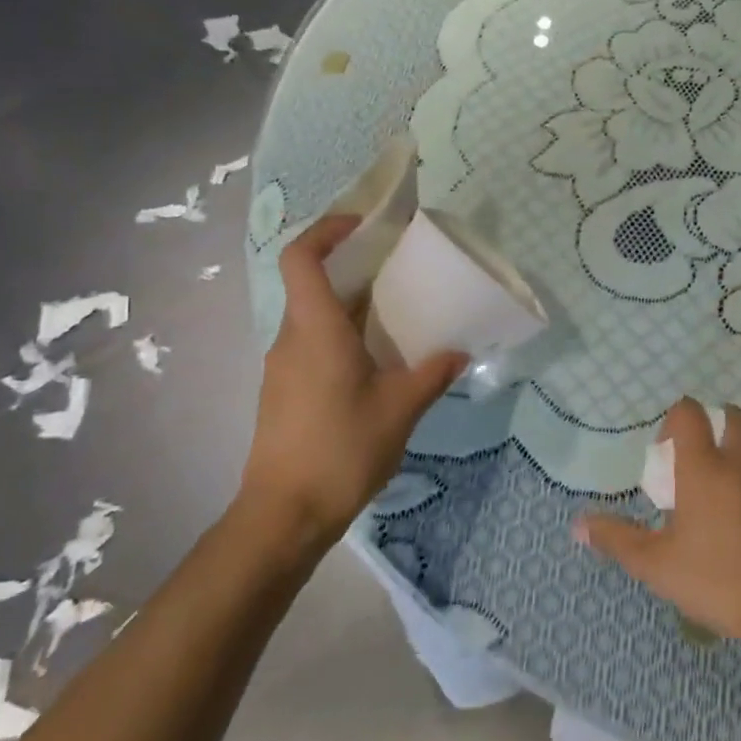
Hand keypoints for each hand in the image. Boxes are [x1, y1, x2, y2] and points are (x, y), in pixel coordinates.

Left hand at [237, 216, 466, 544]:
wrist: (284, 515)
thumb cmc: (341, 450)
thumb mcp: (400, 409)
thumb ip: (432, 374)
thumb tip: (457, 352)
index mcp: (316, 330)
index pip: (302, 258)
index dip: (327, 230)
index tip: (363, 225)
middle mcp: (291, 339)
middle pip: (313, 284)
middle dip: (354, 268)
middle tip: (400, 271)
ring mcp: (283, 367)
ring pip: (314, 318)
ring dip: (351, 307)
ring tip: (397, 318)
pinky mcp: (284, 392)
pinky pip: (312, 346)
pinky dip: (342, 337)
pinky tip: (376, 364)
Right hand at [575, 400, 740, 665]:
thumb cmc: (720, 583)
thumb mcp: (658, 566)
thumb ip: (617, 539)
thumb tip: (577, 524)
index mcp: (705, 467)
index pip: (689, 412)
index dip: (675, 420)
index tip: (669, 451)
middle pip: (732, 415)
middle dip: (716, 427)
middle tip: (705, 461)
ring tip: (737, 472)